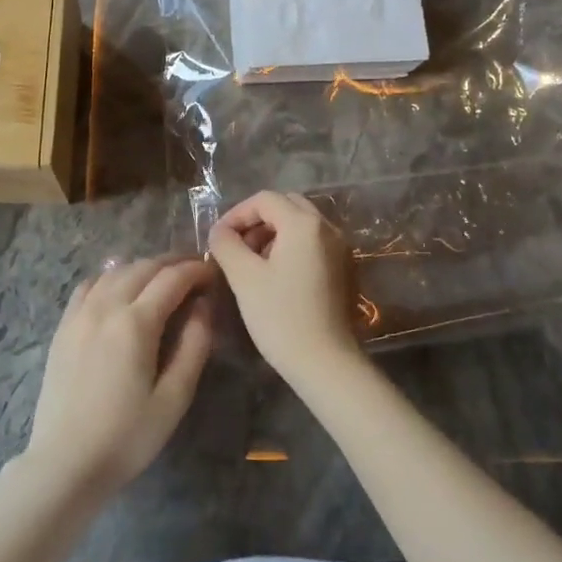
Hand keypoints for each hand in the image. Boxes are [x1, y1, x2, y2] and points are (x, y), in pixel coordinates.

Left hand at [24, 255, 215, 497]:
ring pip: (115, 272)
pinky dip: (111, 277)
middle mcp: (105, 307)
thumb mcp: (174, 397)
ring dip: (143, 267)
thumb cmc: (127, 436)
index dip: (197, 270)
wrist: (65, 462)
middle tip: (195, 272)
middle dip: (173, 263)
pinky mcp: (63, 328)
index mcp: (135, 323)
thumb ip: (194, 345)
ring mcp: (78, 315)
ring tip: (163, 279)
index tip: (214, 273)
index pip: (172, 278)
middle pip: (143, 267)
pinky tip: (120, 289)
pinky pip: (88, 286)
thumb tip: (204, 306)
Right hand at [207, 190, 358, 379]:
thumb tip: (220, 231)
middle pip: (286, 206)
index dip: (236, 214)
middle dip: (257, 220)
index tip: (218, 238)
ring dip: (273, 234)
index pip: (264, 200)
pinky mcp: (343, 269)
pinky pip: (313, 243)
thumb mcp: (244, 277)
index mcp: (304, 224)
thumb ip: (226, 244)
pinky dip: (291, 247)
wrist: (325, 362)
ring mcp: (340, 248)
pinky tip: (275, 276)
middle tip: (236, 246)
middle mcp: (327, 228)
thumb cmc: (280, 317)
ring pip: (300, 224)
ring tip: (252, 263)